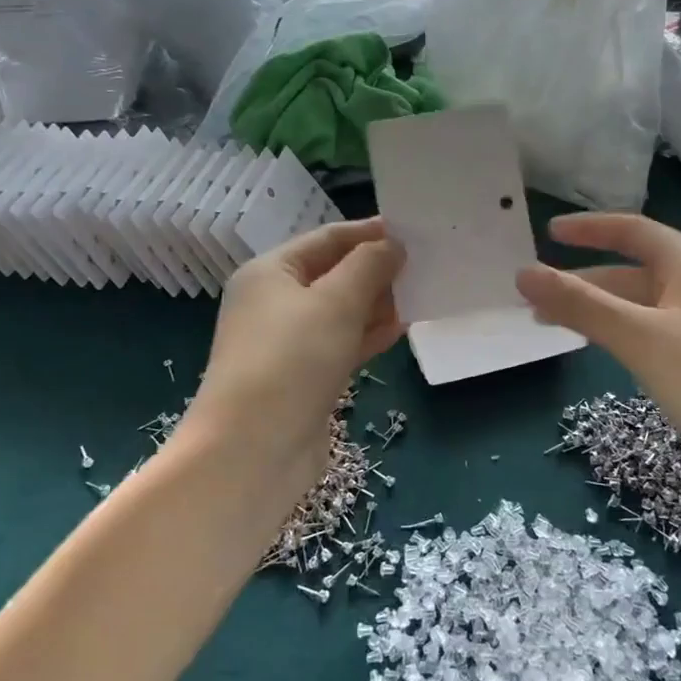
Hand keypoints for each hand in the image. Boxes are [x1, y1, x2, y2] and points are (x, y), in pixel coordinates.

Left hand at [187, 219, 404, 485]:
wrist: (254, 450)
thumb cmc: (292, 360)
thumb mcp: (336, 302)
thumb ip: (369, 266)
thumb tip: (393, 245)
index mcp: (270, 272)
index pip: (327, 238)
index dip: (369, 232)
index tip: (413, 230)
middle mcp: (275, 302)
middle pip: (334, 274)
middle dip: (377, 269)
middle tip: (426, 264)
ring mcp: (289, 342)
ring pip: (341, 311)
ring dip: (378, 303)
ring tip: (422, 293)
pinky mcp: (305, 376)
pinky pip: (343, 343)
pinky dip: (369, 334)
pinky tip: (402, 329)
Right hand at [516, 214, 680, 478]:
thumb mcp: (638, 336)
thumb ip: (580, 304)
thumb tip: (523, 273)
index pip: (631, 230)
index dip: (588, 228)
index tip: (547, 234)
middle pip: (632, 268)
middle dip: (583, 279)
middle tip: (536, 296)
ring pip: (640, 302)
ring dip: (598, 307)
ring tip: (552, 323)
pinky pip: (652, 327)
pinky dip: (619, 330)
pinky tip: (599, 346)